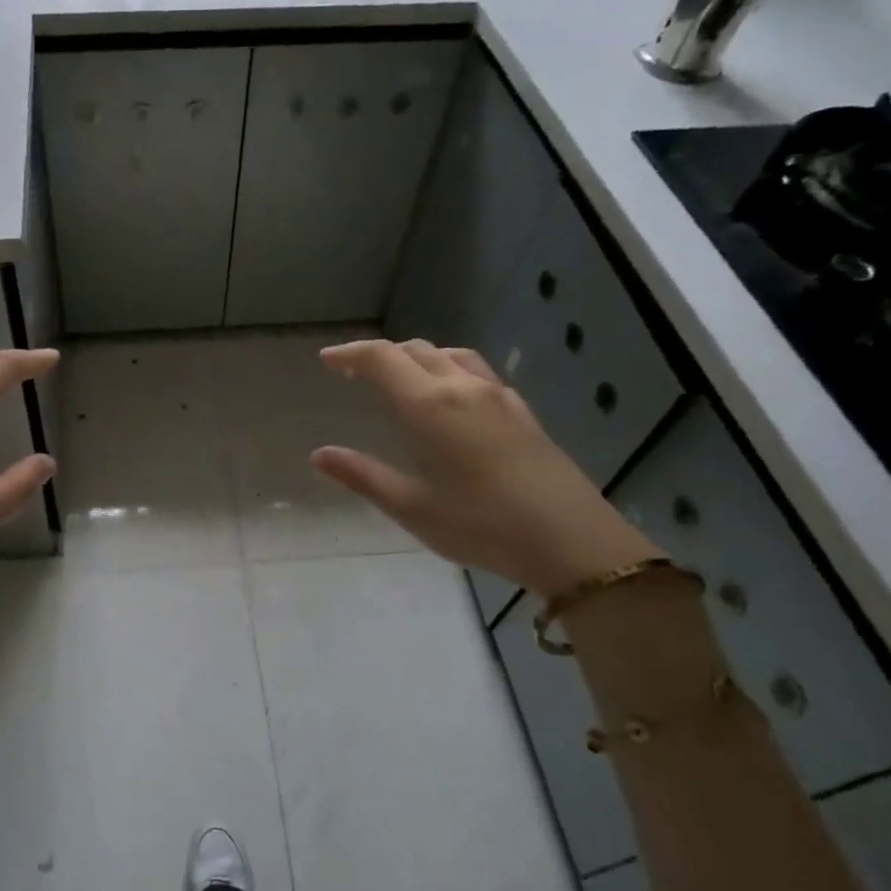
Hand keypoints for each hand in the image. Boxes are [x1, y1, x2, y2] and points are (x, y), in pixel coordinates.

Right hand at [312, 339, 659, 598]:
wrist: (570, 540)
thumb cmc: (481, 525)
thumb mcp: (412, 507)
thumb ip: (363, 475)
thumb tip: (319, 454)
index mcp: (429, 406)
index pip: (382, 359)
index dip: (351, 354)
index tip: (328, 360)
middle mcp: (462, 388)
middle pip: (415, 350)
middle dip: (380, 355)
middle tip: (355, 374)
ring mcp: (497, 396)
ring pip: (450, 355)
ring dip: (417, 357)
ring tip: (400, 379)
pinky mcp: (521, 411)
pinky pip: (477, 371)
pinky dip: (449, 369)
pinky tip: (452, 397)